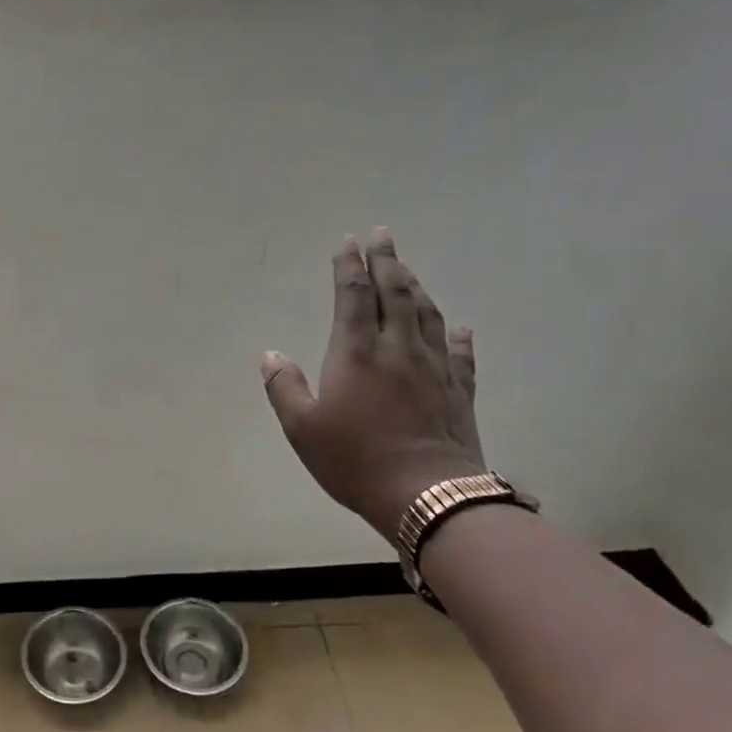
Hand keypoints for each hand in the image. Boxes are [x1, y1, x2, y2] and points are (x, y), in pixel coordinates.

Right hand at [262, 228, 485, 539]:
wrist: (428, 496)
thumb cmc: (356, 460)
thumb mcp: (303, 428)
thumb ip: (285, 387)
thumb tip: (271, 354)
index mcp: (356, 353)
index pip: (353, 296)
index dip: (349, 266)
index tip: (348, 241)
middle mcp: (398, 349)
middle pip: (395, 293)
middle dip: (387, 260)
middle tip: (382, 234)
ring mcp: (434, 368)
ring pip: (427, 315)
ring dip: (416, 287)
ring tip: (408, 269)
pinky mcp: (459, 391)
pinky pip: (460, 354)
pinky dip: (457, 336)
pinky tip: (458, 326)